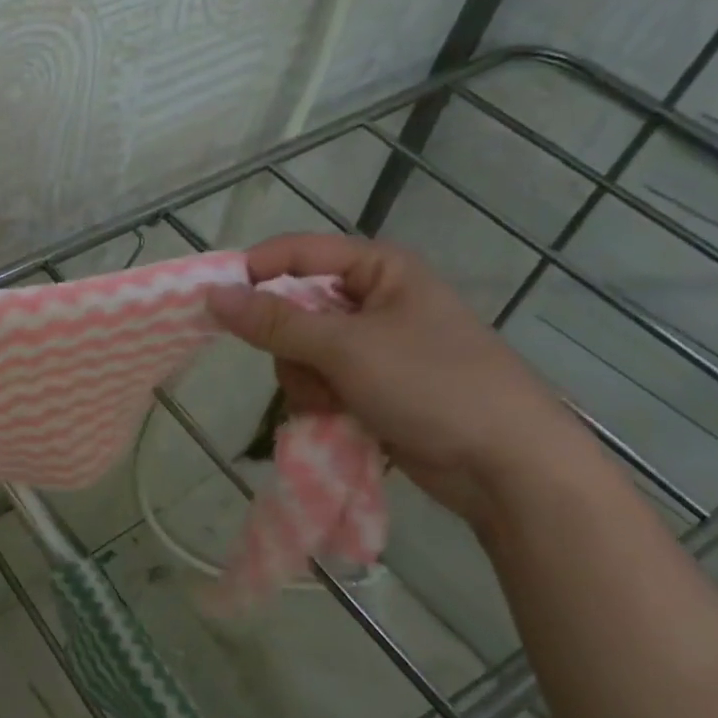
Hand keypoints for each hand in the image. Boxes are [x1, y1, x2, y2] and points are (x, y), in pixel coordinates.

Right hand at [206, 234, 596, 528]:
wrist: (504, 464)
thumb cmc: (432, 385)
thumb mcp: (347, 348)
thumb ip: (275, 322)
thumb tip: (213, 294)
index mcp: (380, 269)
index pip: (298, 253)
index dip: (255, 273)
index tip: (216, 303)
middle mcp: (374, 301)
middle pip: (293, 309)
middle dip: (292, 347)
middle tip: (310, 369)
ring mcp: (372, 347)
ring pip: (299, 353)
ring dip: (306, 381)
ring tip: (336, 403)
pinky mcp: (371, 386)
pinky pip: (317, 382)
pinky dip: (319, 401)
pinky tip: (341, 418)